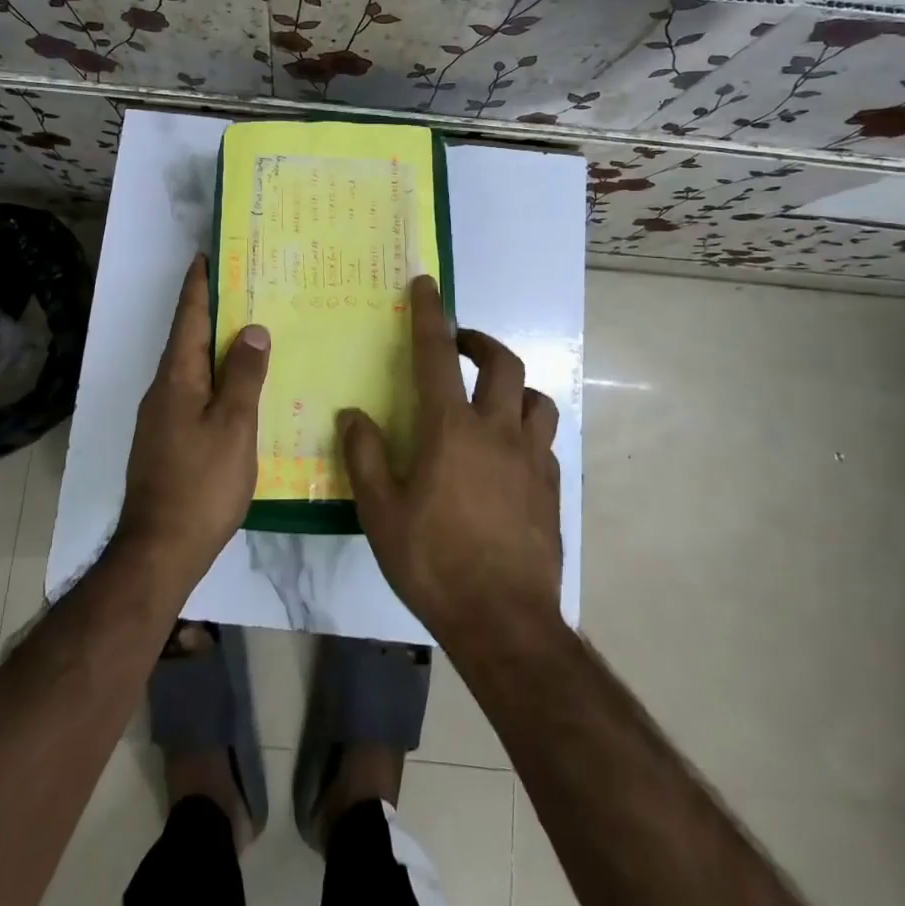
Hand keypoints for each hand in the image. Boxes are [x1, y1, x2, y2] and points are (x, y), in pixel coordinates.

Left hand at [117, 255, 270, 584]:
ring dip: (214, 345)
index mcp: (177, 378)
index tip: (208, 255)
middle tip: (244, 288)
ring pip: (191, 368)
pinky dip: (214, 378)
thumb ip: (244, 376)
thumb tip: (251, 329)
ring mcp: (161, 418)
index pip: (188, 317)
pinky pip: (193, 393)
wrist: (160, 550)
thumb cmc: (201, 483)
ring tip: (249, 333)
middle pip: (187, 339)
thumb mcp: (234, 426)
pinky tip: (238, 389)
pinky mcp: (166, 441)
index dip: (199, 285)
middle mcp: (163, 390)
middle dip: (210, 311)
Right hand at [340, 275, 562, 650]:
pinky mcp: (552, 488)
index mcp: (451, 430)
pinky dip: (525, 432)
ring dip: (513, 387)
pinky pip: (543, 442)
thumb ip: (366, 457)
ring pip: (536, 399)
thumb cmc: (434, 562)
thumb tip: (353, 415)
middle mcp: (497, 431)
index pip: (437, 356)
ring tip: (491, 398)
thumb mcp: (382, 513)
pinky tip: (509, 456)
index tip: (427, 284)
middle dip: (480, 343)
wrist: (504, 621)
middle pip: (502, 364)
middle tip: (461, 346)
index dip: (430, 315)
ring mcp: (531, 459)